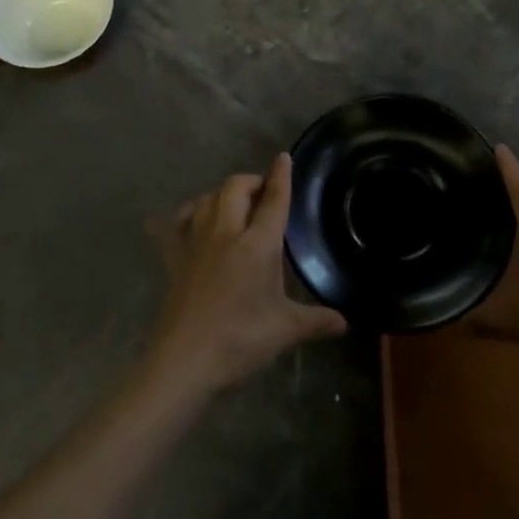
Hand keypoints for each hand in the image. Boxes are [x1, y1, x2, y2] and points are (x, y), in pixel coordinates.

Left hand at [146, 154, 346, 397]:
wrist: (185, 360)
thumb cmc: (240, 340)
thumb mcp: (285, 330)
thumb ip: (316, 321)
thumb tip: (344, 323)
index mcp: (257, 244)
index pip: (273, 200)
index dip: (281, 177)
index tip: (283, 158)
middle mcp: (225, 232)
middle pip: (235, 188)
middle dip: (251, 182)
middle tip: (263, 193)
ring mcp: (194, 242)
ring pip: (206, 199)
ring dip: (221, 194)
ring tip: (233, 205)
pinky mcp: (173, 258)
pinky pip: (174, 225)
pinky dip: (184, 215)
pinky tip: (188, 219)